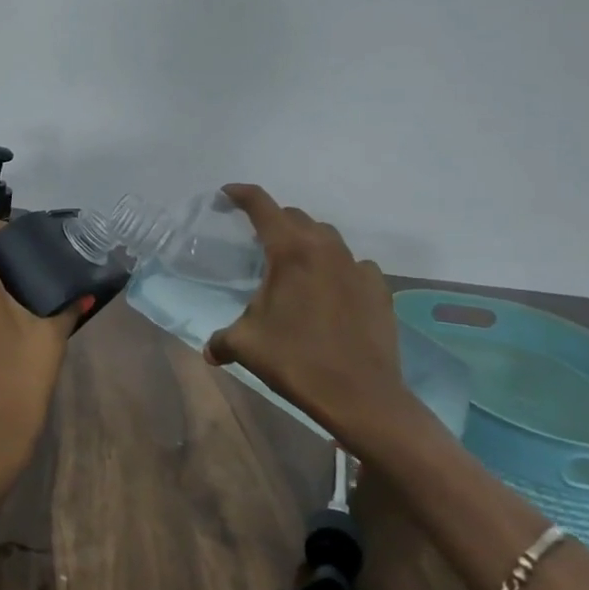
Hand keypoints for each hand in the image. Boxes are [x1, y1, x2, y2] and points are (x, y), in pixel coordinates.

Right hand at [203, 184, 430, 459]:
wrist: (361, 396)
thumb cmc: (296, 361)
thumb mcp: (246, 346)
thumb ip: (222, 340)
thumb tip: (210, 350)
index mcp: (290, 251)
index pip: (262, 206)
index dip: (242, 194)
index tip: (227, 194)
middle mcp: (325, 249)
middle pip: (295, 217)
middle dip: (273, 220)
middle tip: (256, 238)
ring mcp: (357, 267)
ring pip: (327, 237)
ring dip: (306, 241)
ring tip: (294, 263)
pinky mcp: (378, 288)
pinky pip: (353, 264)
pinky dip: (337, 267)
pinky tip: (330, 289)